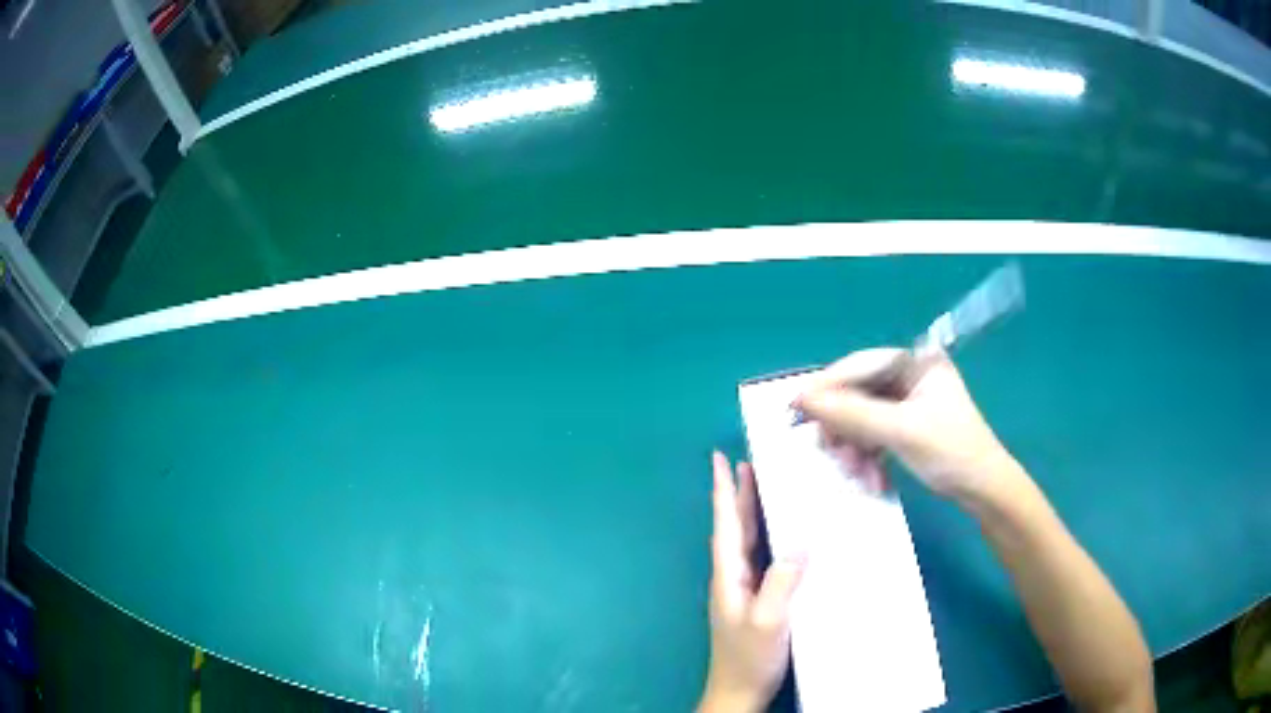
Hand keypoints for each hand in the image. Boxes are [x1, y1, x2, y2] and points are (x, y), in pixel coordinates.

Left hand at [699, 452, 804, 712]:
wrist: (740, 690)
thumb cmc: (749, 657)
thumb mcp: (768, 621)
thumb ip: (781, 584)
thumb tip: (799, 544)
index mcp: (728, 576)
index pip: (726, 525)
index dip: (724, 492)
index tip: (719, 459)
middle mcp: (731, 577)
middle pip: (734, 527)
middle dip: (738, 494)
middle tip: (746, 461)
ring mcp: (741, 589)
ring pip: (746, 540)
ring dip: (751, 511)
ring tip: (761, 485)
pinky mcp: (755, 599)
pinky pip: (760, 556)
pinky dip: (767, 535)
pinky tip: (782, 534)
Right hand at [793, 348, 1025, 505]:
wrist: (983, 491)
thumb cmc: (950, 452)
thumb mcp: (900, 431)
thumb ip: (852, 413)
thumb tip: (803, 399)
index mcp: (917, 361)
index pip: (862, 365)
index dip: (828, 385)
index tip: (796, 407)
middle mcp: (910, 375)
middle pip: (859, 391)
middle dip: (844, 425)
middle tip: (829, 451)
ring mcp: (909, 401)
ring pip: (862, 416)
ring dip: (854, 446)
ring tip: (855, 473)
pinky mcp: (907, 425)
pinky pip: (873, 433)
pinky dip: (866, 454)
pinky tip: (868, 476)